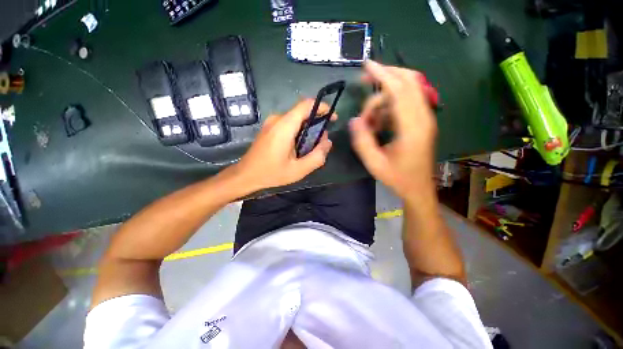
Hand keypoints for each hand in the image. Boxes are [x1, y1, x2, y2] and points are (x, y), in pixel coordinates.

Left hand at [235, 99, 334, 190]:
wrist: (246, 175)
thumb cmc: (271, 173)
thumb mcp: (298, 170)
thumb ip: (317, 156)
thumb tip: (327, 142)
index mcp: (284, 126)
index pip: (306, 105)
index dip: (322, 107)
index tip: (332, 118)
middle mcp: (277, 119)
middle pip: (302, 113)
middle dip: (316, 124)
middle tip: (320, 143)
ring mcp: (271, 123)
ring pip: (296, 119)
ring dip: (307, 129)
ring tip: (310, 148)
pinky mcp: (269, 128)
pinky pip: (288, 124)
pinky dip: (298, 132)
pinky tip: (298, 148)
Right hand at [349, 60, 438, 199]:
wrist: (418, 188)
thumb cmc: (397, 178)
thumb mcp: (374, 163)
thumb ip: (362, 141)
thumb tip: (353, 120)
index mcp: (412, 128)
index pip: (399, 90)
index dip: (382, 75)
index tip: (366, 65)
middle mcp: (423, 118)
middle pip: (409, 82)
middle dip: (386, 76)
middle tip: (365, 80)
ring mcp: (425, 119)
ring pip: (408, 91)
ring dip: (385, 97)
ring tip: (370, 120)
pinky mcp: (422, 122)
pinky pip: (406, 103)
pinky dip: (390, 106)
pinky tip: (379, 122)